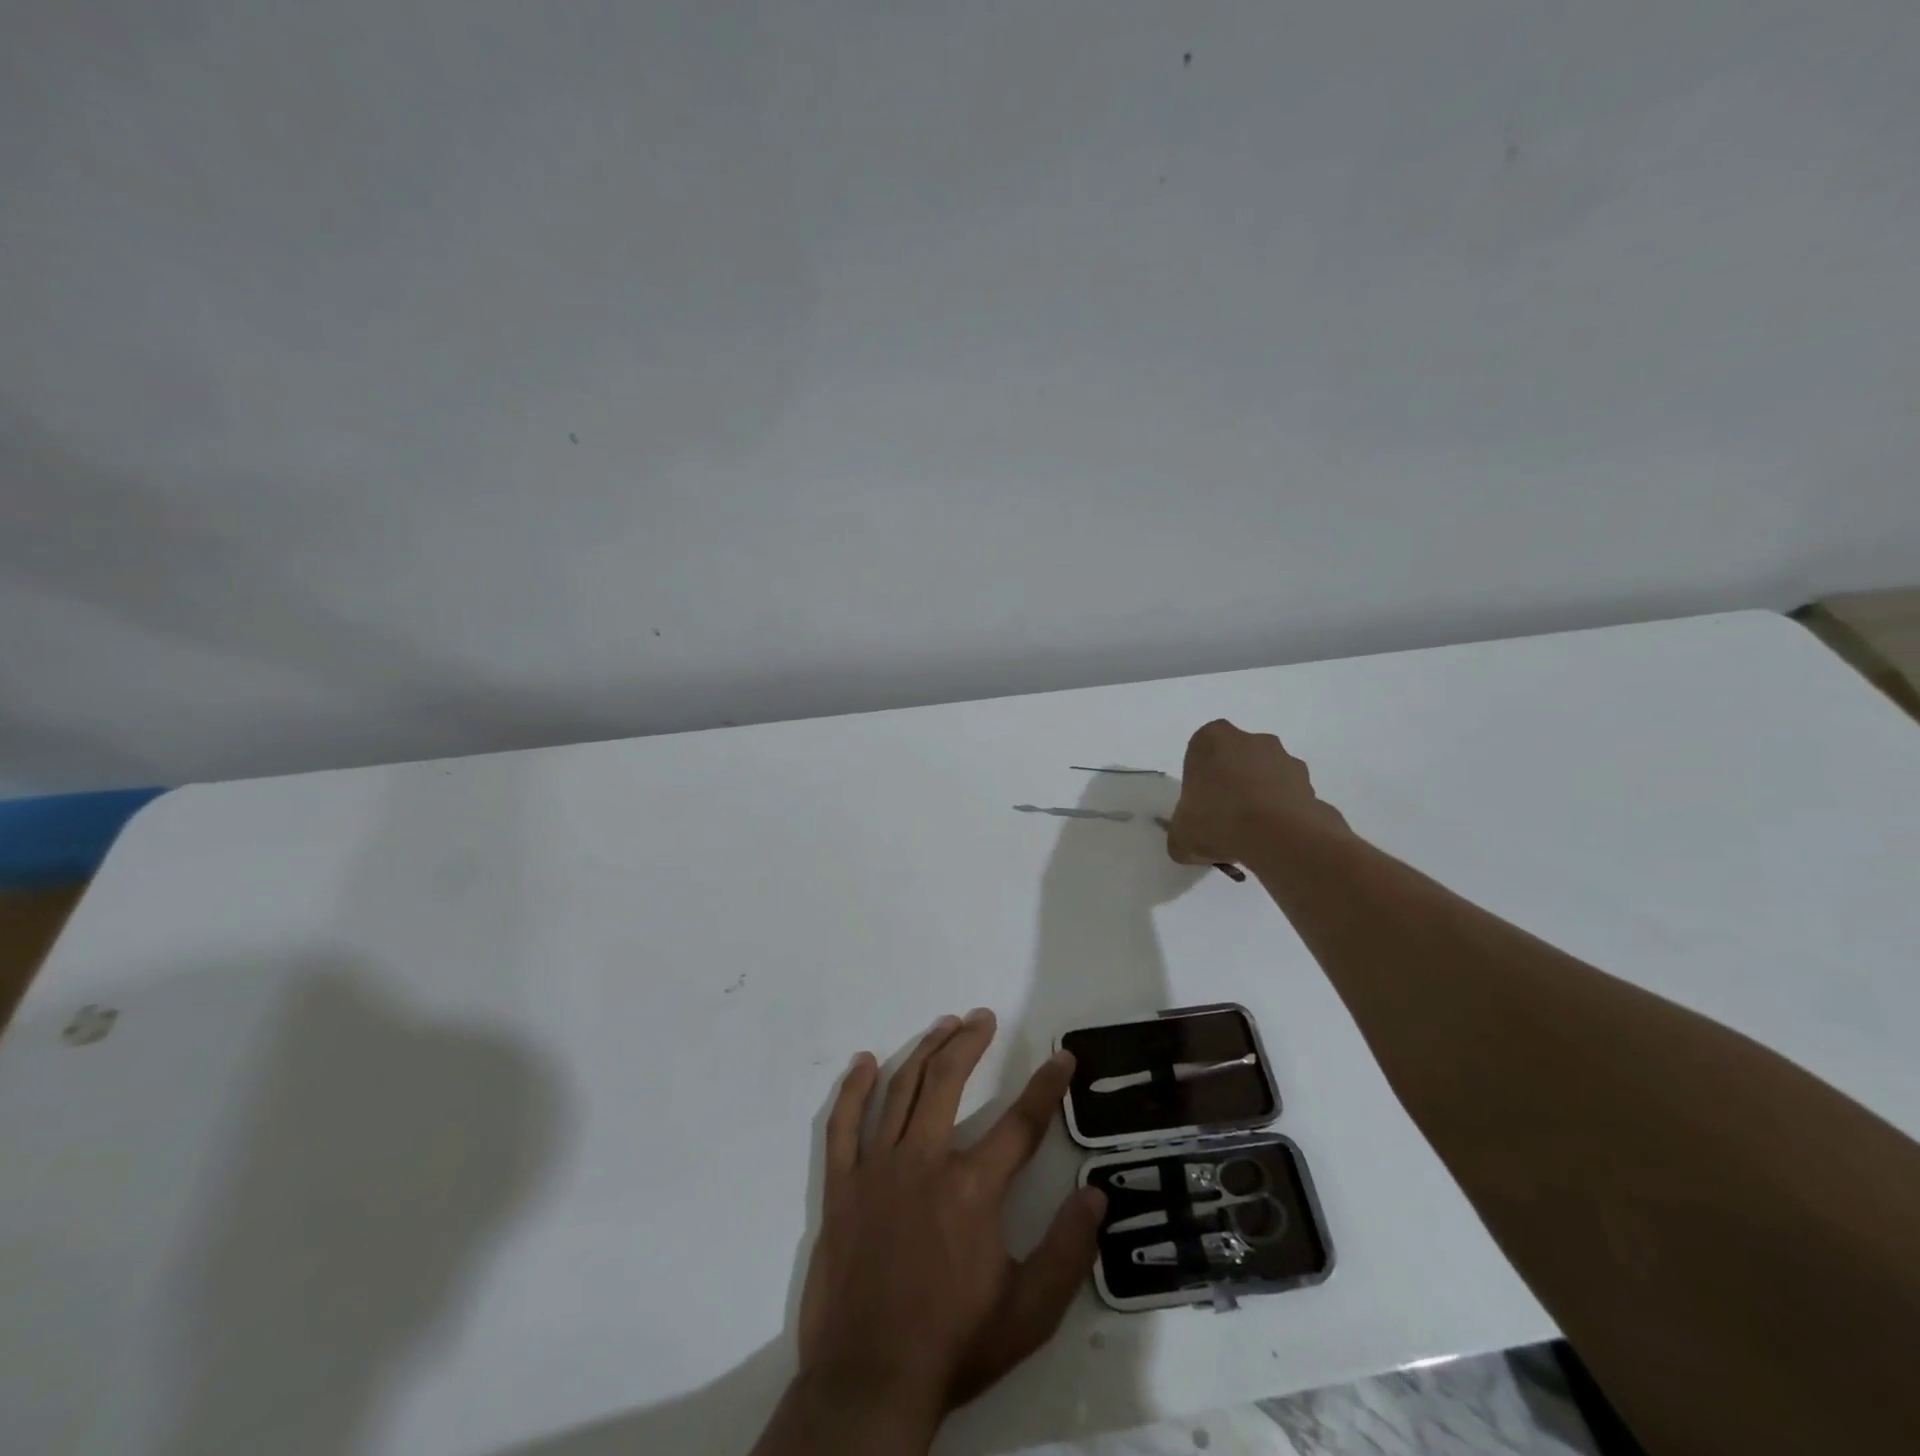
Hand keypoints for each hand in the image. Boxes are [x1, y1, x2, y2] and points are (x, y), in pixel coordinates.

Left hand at [794, 1010, 1105, 1433]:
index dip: (1046, 1086)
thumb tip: (1096, 1196)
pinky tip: (864, 1062)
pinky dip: (854, 1089)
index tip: (1062, 1057)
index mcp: (973, 1188)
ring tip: (943, 1024)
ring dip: (925, 1050)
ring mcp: (878, 1168)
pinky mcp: (842, 1185)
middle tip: (984, 1017)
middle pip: (950, 1081)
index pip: (1021, 1122)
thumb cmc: (953, 1345)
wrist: (869, 1382)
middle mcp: (925, 1161)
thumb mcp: (1029, 1312)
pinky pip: (844, 1124)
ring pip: (902, 1089)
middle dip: (971, 1042)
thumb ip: (1068, 1251)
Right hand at [1165, 719, 1347, 868]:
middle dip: (1232, 783)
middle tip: (1223, 819)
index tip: (1199, 804)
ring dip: (1260, 797)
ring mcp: (1286, 760)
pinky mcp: (1312, 785)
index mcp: (1212, 739)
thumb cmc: (1218, 821)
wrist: (1278, 837)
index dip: (1199, 779)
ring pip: (1266, 776)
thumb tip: (1186, 842)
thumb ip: (1179, 833)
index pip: (1200, 752)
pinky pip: (1290, 798)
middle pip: (1236, 760)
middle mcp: (1252, 740)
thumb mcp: (1180, 835)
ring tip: (1252, 835)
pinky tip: (1274, 840)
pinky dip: (1283, 814)